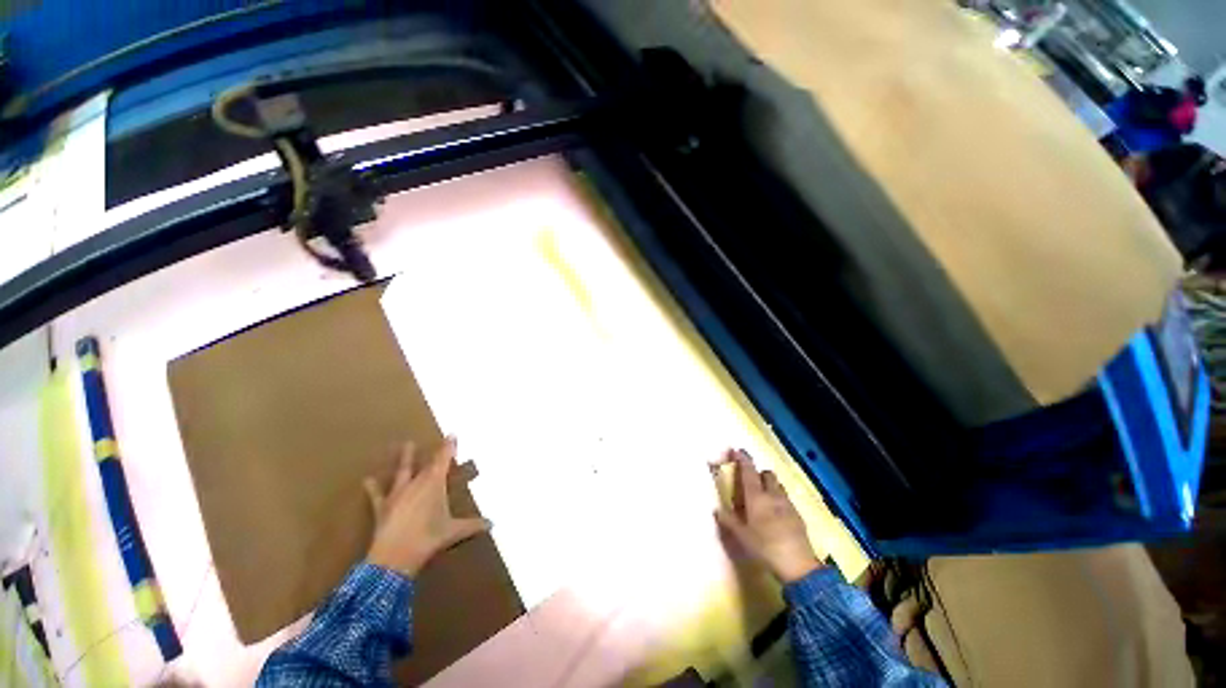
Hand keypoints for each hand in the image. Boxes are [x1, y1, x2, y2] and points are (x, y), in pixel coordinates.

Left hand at [364, 438, 490, 576]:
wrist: (394, 557)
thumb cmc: (428, 538)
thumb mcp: (454, 532)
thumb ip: (473, 525)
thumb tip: (492, 523)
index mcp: (434, 484)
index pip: (443, 460)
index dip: (448, 447)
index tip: (452, 434)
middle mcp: (416, 484)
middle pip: (427, 464)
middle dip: (435, 453)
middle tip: (441, 441)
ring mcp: (398, 494)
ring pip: (403, 471)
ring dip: (406, 458)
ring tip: (407, 444)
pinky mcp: (382, 507)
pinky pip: (377, 494)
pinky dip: (373, 487)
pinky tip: (367, 479)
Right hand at [712, 449, 821, 583]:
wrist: (798, 565)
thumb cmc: (765, 547)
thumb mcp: (741, 536)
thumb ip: (729, 521)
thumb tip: (717, 510)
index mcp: (756, 497)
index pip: (749, 471)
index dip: (743, 459)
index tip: (737, 450)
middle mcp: (772, 495)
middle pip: (767, 474)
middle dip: (758, 473)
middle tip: (750, 482)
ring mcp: (787, 504)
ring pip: (778, 485)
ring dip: (770, 485)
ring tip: (763, 497)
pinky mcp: (798, 515)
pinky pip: (786, 499)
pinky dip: (779, 499)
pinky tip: (775, 514)